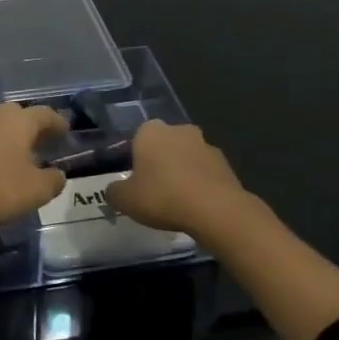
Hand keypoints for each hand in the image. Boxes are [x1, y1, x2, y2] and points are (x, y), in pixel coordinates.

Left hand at [0, 101, 67, 234]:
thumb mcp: (37, 190)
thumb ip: (54, 180)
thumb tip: (58, 174)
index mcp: (20, 120)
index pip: (45, 114)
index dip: (58, 122)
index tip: (66, 131)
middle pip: (21, 114)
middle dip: (35, 126)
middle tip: (46, 141)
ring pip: (1, 124)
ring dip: (14, 135)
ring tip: (24, 152)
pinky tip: (0, 161)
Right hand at [105, 120, 247, 236]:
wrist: (215, 209)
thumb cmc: (163, 197)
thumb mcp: (125, 199)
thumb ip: (114, 191)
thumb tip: (113, 190)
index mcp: (150, 131)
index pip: (137, 139)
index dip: (135, 160)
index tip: (135, 181)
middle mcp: (178, 129)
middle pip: (163, 145)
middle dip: (159, 162)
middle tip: (154, 190)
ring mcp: (205, 144)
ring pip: (186, 157)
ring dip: (181, 172)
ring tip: (177, 201)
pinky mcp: (225, 162)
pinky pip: (205, 171)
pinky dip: (200, 183)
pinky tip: (196, 205)